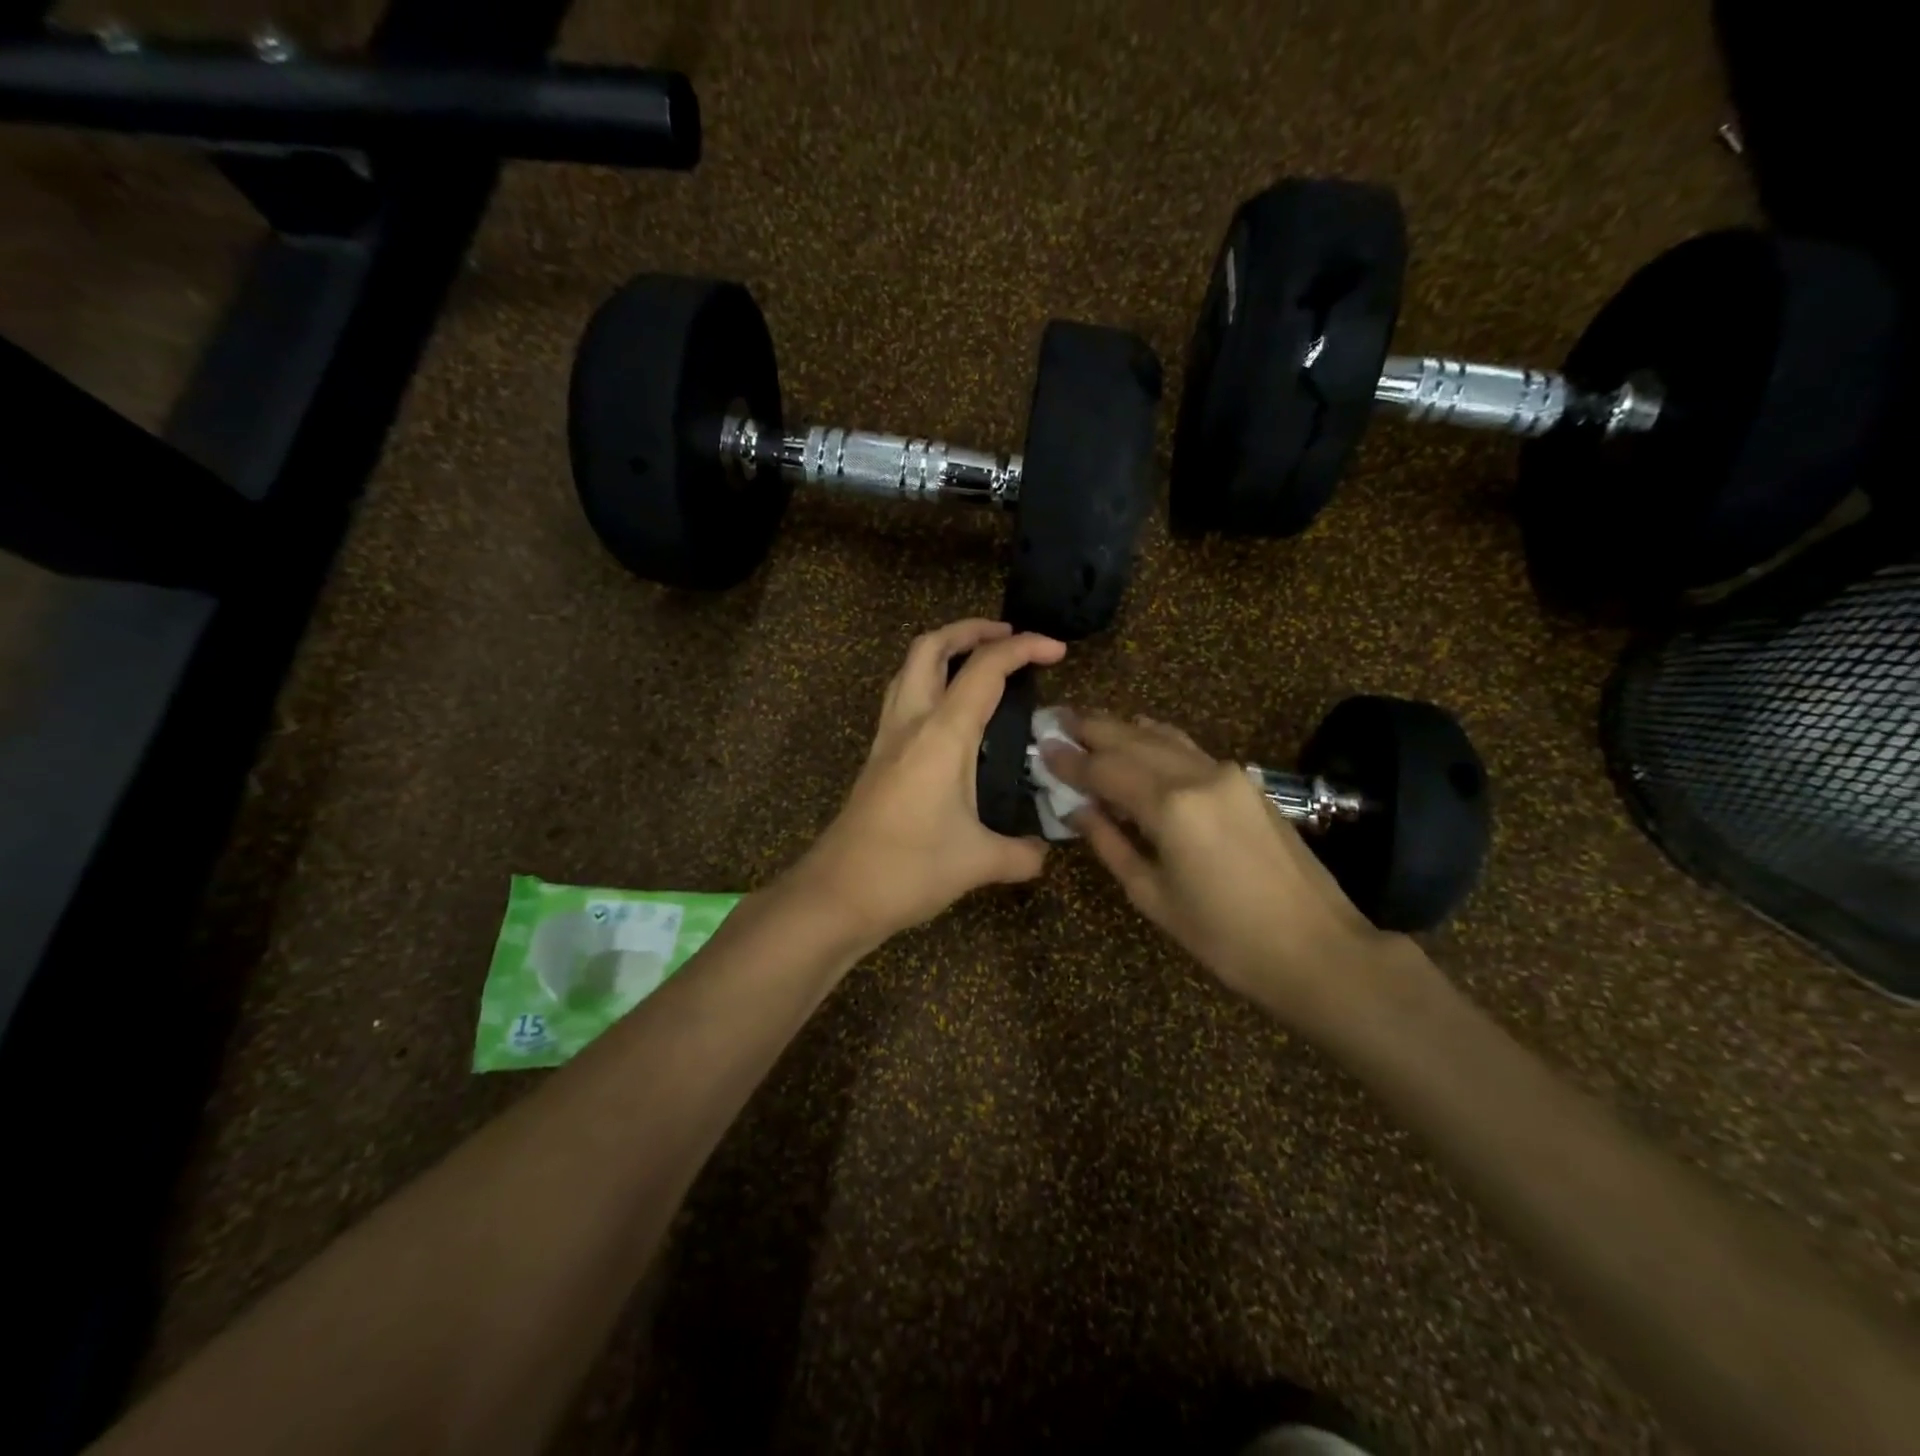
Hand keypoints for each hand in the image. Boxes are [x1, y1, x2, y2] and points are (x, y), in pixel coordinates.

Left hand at [794, 620, 1066, 946]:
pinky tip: (949, 713)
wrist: (836, 894)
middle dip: (971, 629)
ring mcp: (887, 738)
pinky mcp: (877, 758)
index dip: (1024, 648)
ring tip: (977, 661)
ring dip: (943, 650)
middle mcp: (910, 722)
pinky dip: (928, 682)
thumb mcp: (978, 862)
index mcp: (942, 734)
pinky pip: (901, 698)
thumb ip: (1021, 853)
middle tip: (1007, 637)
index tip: (1057, 650)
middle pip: (931, 647)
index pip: (985, 669)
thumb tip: (1044, 853)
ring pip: (909, 668)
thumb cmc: (908, 870)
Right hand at [1043, 712, 1400, 1019]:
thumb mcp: (1153, 896)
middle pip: (1133, 740)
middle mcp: (1198, 775)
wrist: (1318, 949)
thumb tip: (1078, 809)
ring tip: (1091, 723)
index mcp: (1170, 806)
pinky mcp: (1247, 783)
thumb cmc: (1225, 937)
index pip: (1105, 770)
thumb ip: (1111, 844)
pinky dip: (1158, 739)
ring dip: (1124, 727)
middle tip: (1057, 718)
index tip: (1040, 747)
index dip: (1070, 760)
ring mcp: (1228, 774)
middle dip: (1092, 729)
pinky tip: (1143, 737)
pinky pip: (1190, 749)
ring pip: (1164, 738)